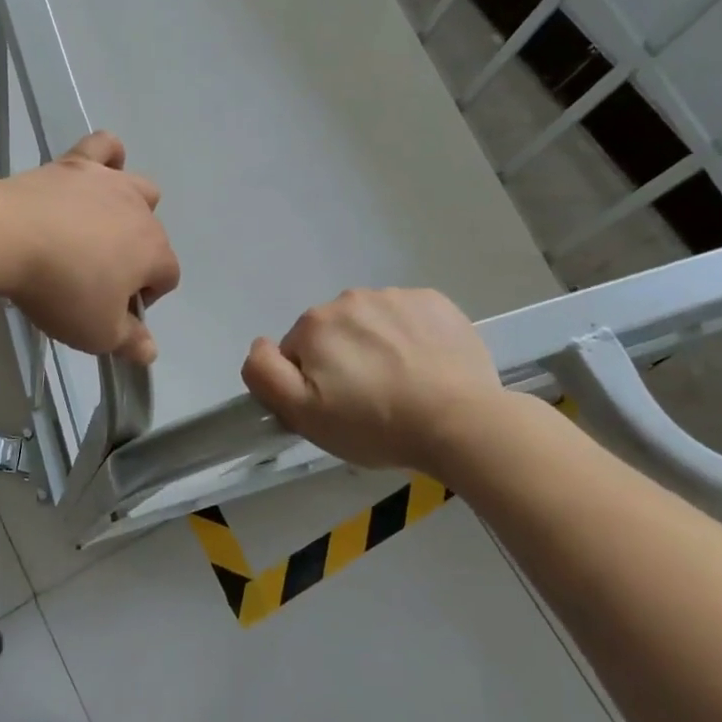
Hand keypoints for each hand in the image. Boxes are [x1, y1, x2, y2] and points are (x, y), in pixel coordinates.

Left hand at [0, 132, 180, 361]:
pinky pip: (104, 146)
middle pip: (154, 234)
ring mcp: (108, 182)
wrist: (9, 236)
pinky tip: (96, 172)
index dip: (145, 298)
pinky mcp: (75, 163)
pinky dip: (107, 156)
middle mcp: (140, 211)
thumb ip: (128, 341)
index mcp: (153, 251)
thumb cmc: (61, 289)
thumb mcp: (96, 332)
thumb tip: (150, 351)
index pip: (167, 277)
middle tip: (97, 279)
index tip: (113, 312)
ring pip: (139, 187)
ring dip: (130, 208)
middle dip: (136, 257)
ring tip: (98, 228)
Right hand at [240, 288, 509, 474]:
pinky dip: (412, 337)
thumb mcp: (304, 415)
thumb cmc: (376, 424)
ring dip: (378, 347)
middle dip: (344, 361)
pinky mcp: (435, 302)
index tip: (337, 408)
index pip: (298, 352)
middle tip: (370, 401)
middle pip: (334, 334)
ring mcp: (396, 296)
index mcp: (315, 324)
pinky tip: (427, 367)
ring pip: (372, 324)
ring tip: (404, 386)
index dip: (311, 383)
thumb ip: (265, 374)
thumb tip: (260, 344)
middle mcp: (350, 299)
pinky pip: (409, 317)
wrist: (461, 423)